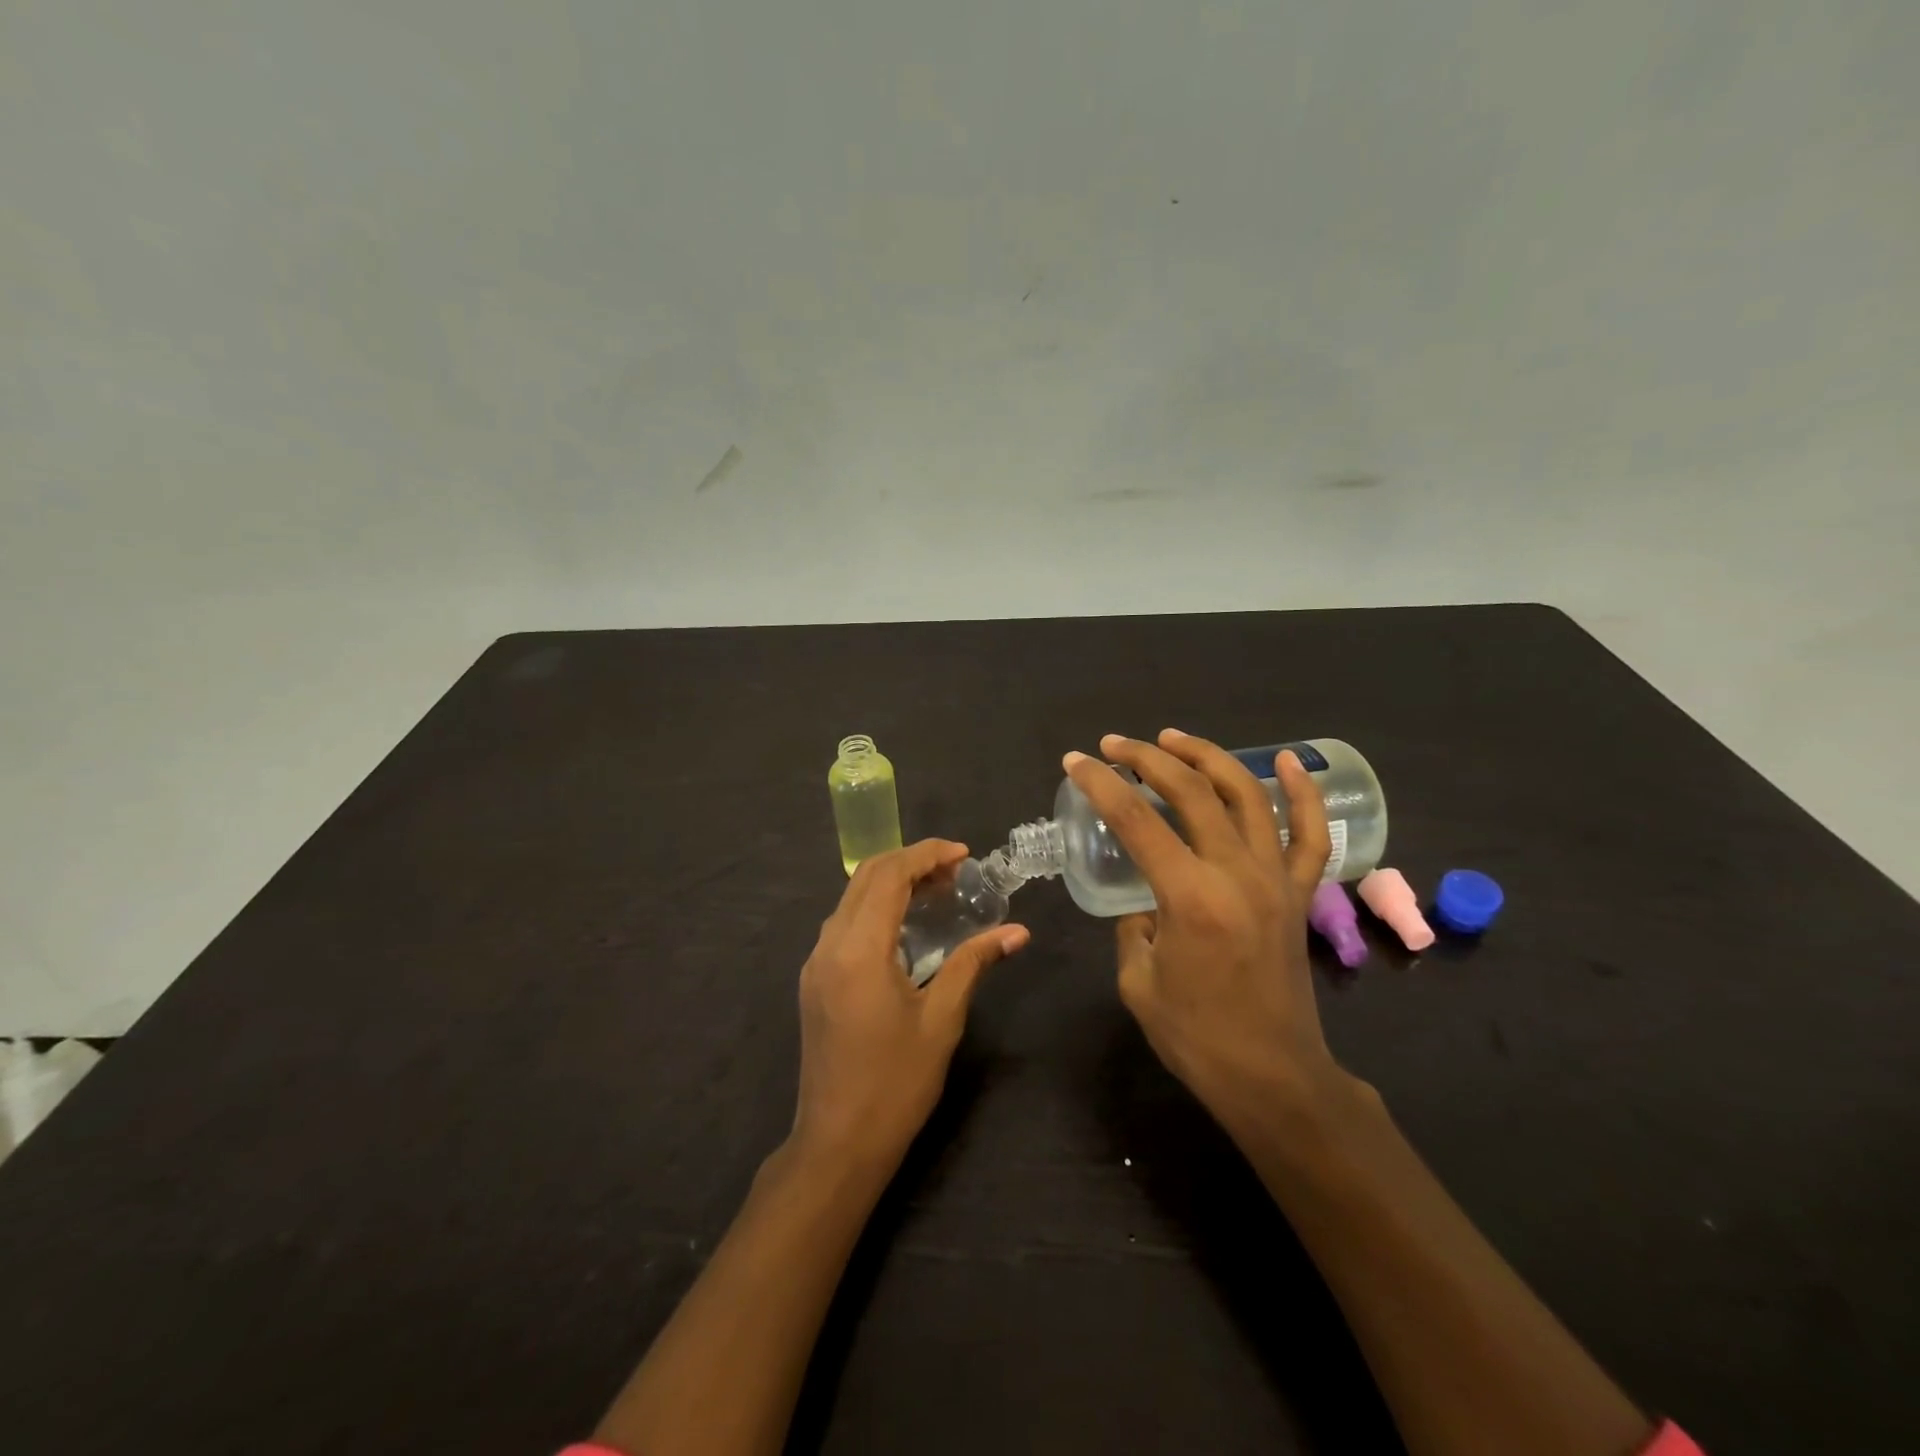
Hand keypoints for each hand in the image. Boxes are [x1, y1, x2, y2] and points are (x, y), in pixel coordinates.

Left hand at [792, 840, 1028, 1169]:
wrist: (837, 1143)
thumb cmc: (896, 1083)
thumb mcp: (941, 1020)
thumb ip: (973, 963)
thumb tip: (1017, 931)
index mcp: (859, 949)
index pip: (889, 875)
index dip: (927, 855)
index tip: (964, 855)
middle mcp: (829, 945)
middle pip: (866, 877)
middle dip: (910, 862)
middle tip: (956, 872)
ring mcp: (815, 962)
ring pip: (851, 898)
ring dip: (892, 883)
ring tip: (938, 892)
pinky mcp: (814, 980)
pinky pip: (844, 923)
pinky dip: (876, 908)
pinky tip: (907, 927)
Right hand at [1063, 731, 1343, 1131]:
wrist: (1272, 1077)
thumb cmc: (1196, 1037)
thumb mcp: (1137, 980)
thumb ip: (1133, 927)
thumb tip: (1144, 901)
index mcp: (1190, 897)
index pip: (1137, 820)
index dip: (1101, 785)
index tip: (1077, 762)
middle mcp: (1237, 874)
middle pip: (1191, 792)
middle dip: (1147, 758)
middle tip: (1115, 745)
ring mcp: (1276, 879)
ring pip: (1247, 796)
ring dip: (1207, 757)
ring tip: (1173, 739)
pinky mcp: (1300, 894)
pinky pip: (1311, 835)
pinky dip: (1303, 794)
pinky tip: (1289, 761)